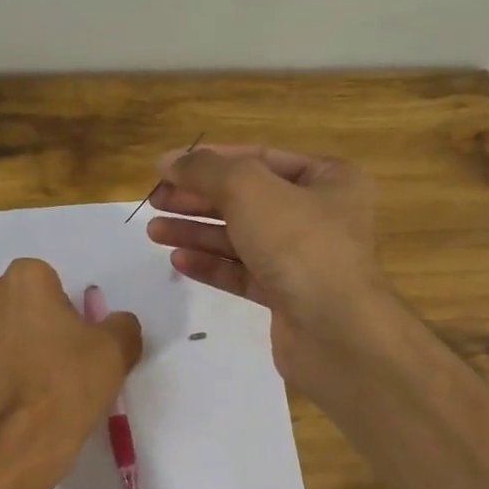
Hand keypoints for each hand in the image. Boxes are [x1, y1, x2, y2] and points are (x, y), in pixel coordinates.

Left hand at [0, 258, 142, 488]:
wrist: (13, 443)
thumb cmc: (66, 387)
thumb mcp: (116, 352)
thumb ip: (120, 325)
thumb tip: (114, 324)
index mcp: (25, 278)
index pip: (49, 285)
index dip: (63, 315)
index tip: (71, 346)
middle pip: (13, 302)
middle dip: (26, 324)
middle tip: (48, 365)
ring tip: (19, 385)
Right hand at [144, 146, 389, 394]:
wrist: (334, 330)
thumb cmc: (299, 244)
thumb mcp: (249, 189)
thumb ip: (206, 170)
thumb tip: (170, 161)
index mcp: (327, 179)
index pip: (259, 158)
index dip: (210, 161)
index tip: (165, 169)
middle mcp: (319, 215)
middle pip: (247, 199)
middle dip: (198, 199)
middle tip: (155, 203)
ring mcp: (303, 260)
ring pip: (241, 238)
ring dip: (197, 232)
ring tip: (154, 232)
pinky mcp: (287, 297)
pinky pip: (243, 273)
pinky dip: (211, 265)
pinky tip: (179, 261)